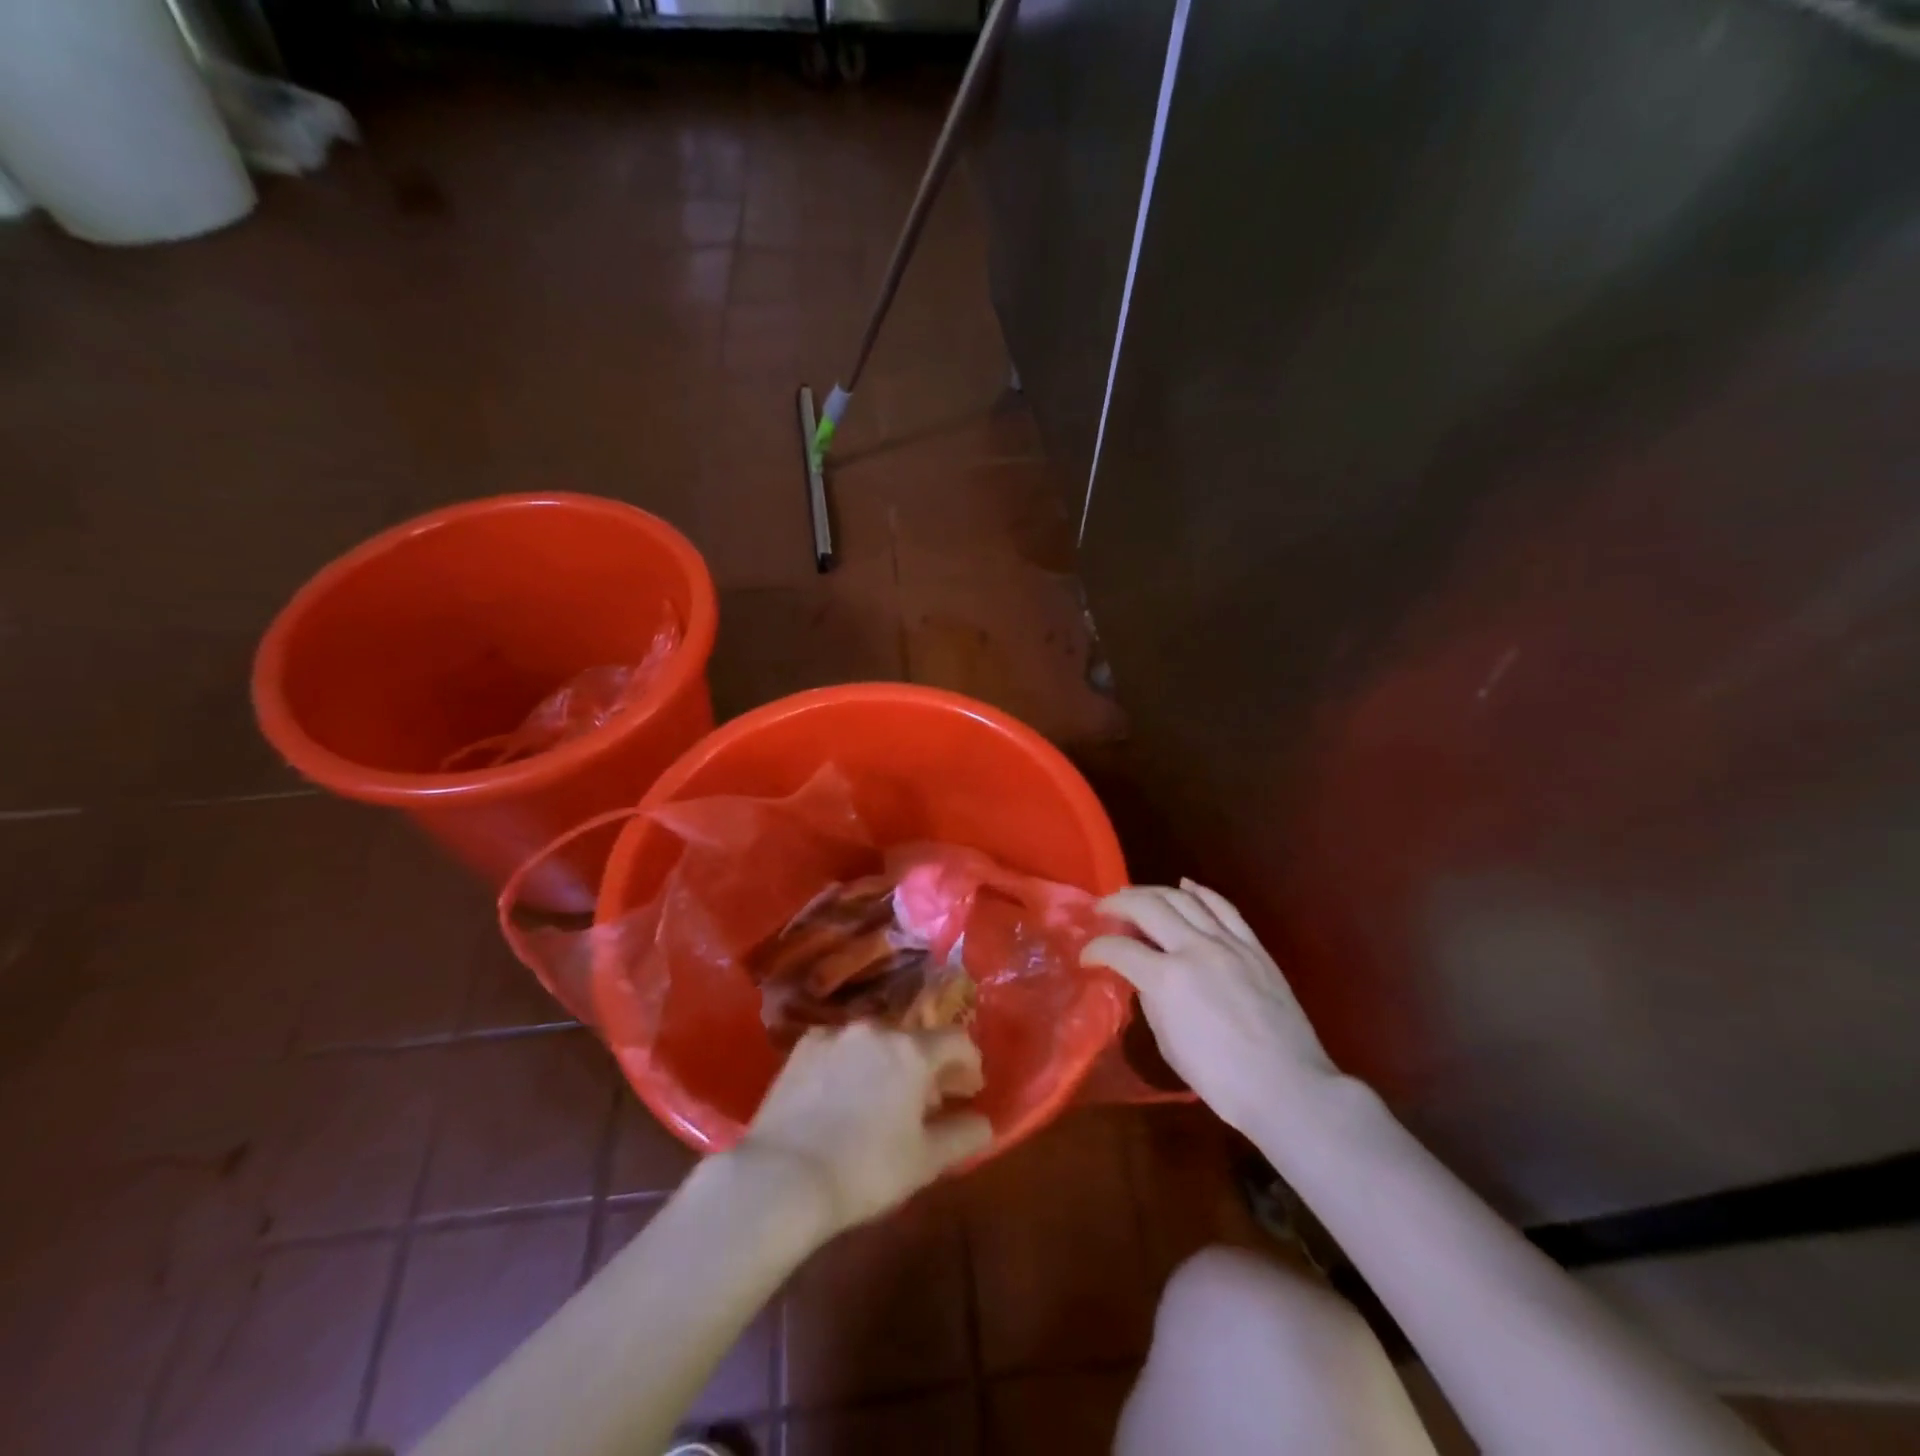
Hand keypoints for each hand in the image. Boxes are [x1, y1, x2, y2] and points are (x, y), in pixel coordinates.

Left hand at [738, 1023, 993, 1234]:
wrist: (783, 1177)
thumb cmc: (866, 1170)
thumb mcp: (925, 1162)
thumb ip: (962, 1136)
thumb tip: (984, 1122)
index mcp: (912, 1051)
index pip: (956, 1040)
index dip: (969, 1063)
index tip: (969, 1090)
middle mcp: (876, 1030)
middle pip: (914, 1040)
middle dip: (926, 1067)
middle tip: (926, 1103)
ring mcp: (835, 1034)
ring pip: (875, 1042)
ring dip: (887, 1063)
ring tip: (880, 1102)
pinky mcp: (802, 1047)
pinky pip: (840, 1049)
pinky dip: (850, 1065)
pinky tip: (840, 1098)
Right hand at [1083, 880, 1338, 1133]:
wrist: (1287, 1087)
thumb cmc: (1220, 1078)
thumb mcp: (1168, 1042)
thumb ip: (1152, 999)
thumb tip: (1145, 977)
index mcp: (1166, 979)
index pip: (1119, 949)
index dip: (1096, 949)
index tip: (1086, 956)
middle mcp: (1194, 949)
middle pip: (1147, 906)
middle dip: (1117, 903)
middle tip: (1103, 909)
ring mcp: (1227, 943)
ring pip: (1183, 898)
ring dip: (1153, 891)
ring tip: (1135, 895)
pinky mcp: (1253, 946)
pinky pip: (1223, 907)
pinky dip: (1200, 892)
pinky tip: (1185, 885)